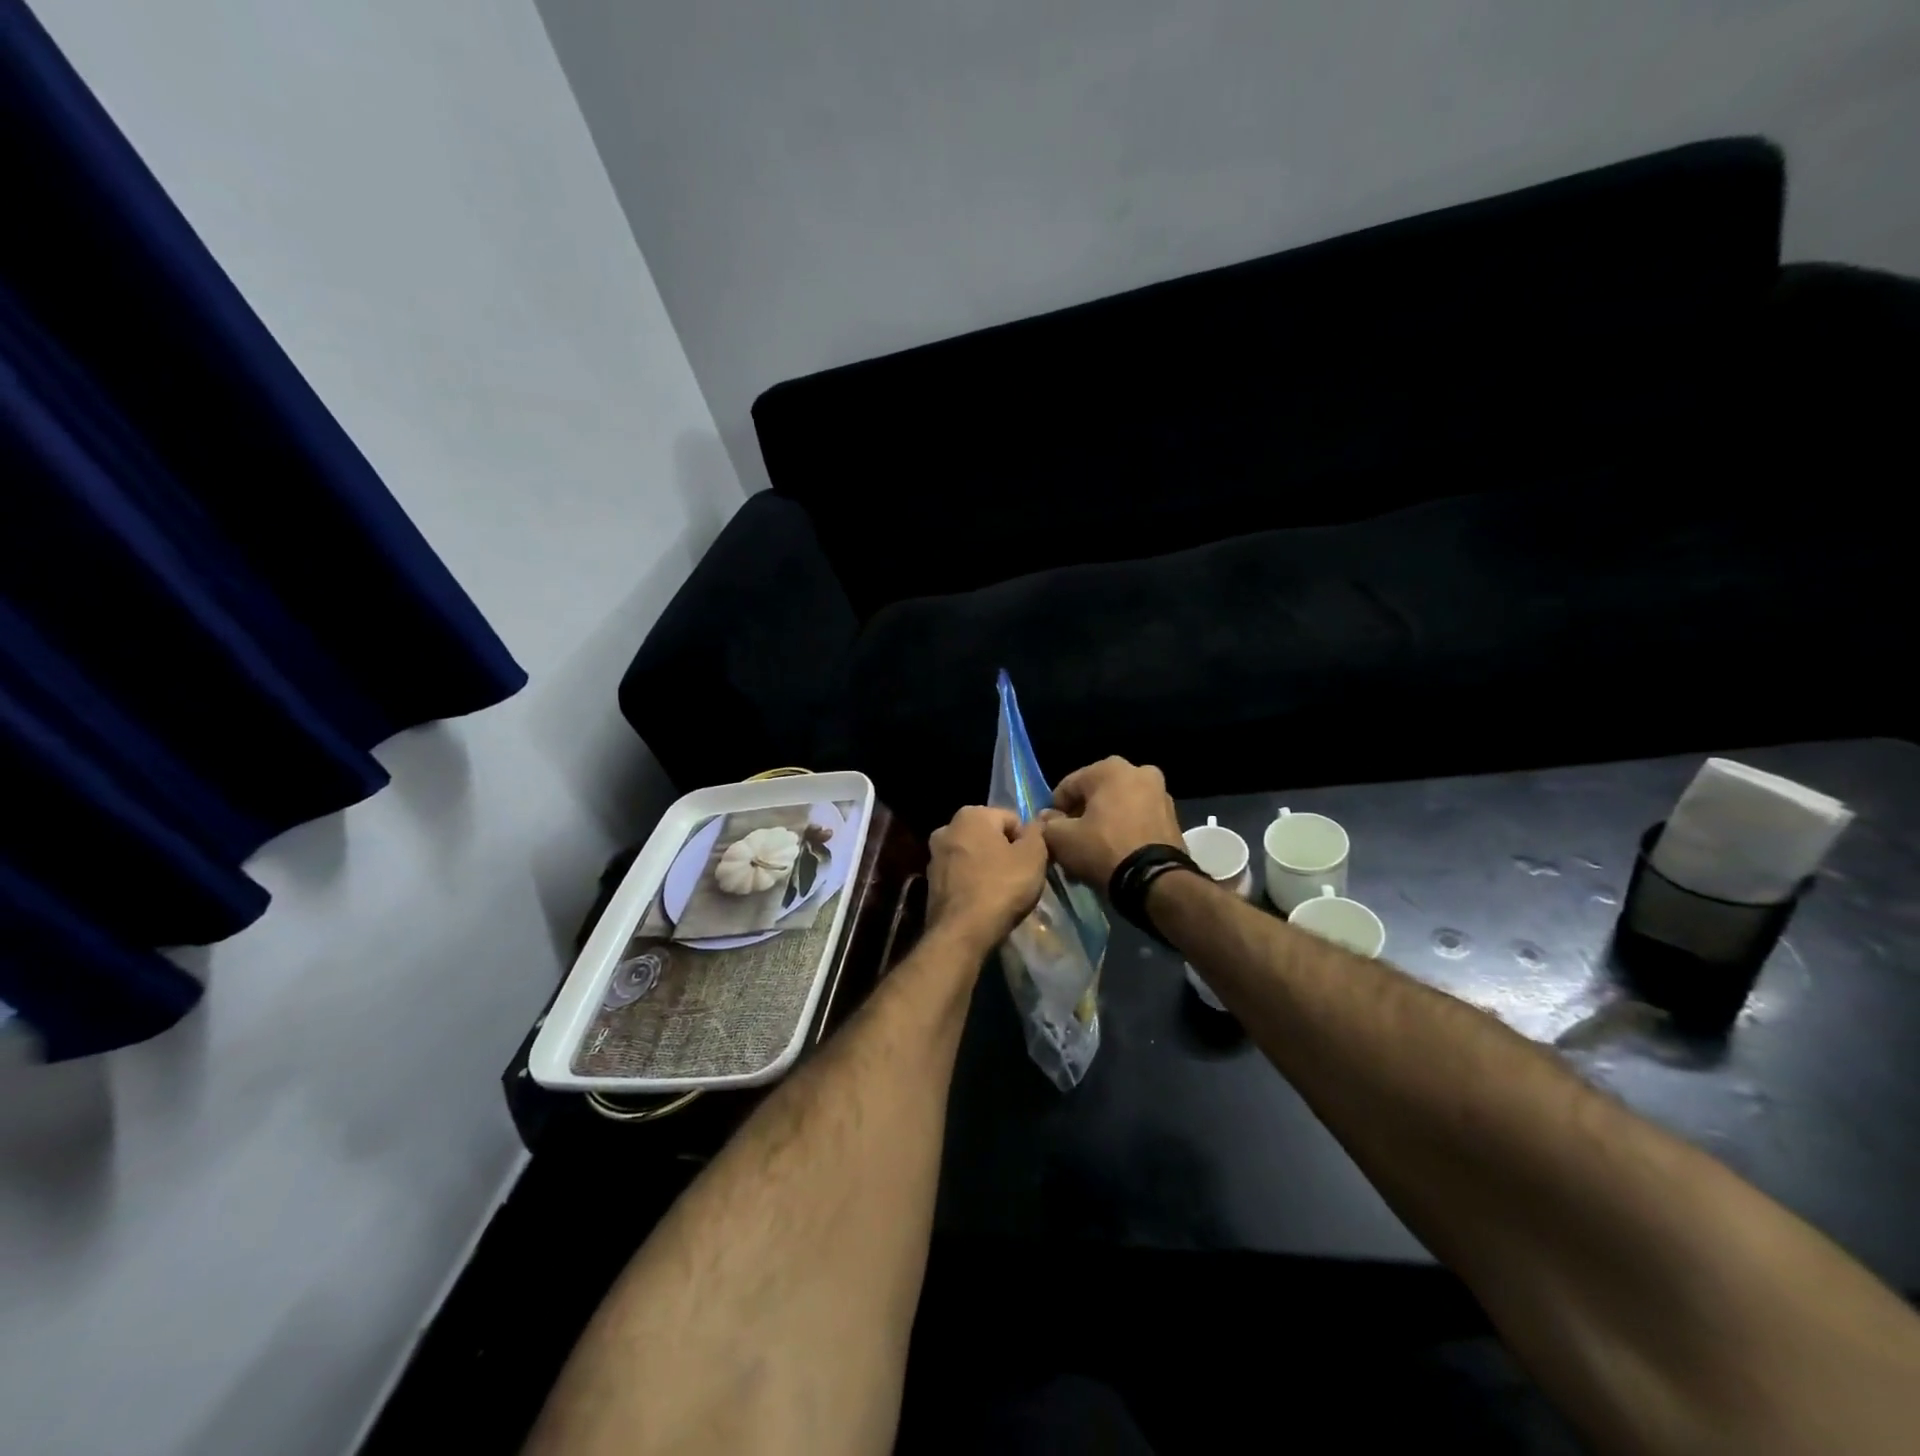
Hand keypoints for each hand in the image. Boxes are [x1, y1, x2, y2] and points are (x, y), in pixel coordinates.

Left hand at [926, 806, 1049, 954]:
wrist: (962, 932)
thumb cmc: (1001, 887)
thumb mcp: (1033, 856)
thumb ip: (1037, 833)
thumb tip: (1035, 824)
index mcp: (971, 814)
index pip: (1011, 819)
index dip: (1027, 841)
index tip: (1032, 863)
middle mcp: (947, 828)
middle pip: (989, 836)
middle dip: (1005, 852)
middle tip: (1020, 877)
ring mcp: (934, 856)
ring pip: (974, 856)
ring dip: (988, 868)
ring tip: (1003, 892)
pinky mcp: (930, 882)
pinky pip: (961, 875)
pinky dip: (973, 883)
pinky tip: (984, 902)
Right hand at [1040, 757, 1183, 888]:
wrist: (1155, 881)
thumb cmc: (1103, 849)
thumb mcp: (1062, 839)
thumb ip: (1048, 824)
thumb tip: (1046, 819)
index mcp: (1110, 768)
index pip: (1068, 786)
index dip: (1054, 811)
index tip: (1051, 833)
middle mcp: (1139, 772)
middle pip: (1095, 795)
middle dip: (1081, 817)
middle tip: (1071, 843)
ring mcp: (1160, 793)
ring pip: (1118, 807)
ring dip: (1102, 825)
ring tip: (1092, 852)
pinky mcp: (1172, 818)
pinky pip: (1137, 820)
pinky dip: (1124, 831)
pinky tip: (1114, 854)